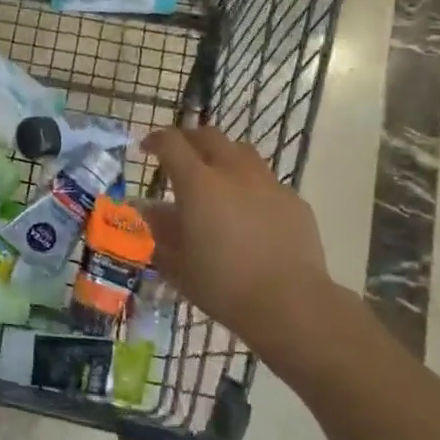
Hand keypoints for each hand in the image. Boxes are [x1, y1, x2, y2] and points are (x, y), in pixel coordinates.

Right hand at [141, 127, 350, 377]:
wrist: (290, 304)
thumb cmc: (223, 285)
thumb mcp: (176, 262)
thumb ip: (158, 231)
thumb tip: (145, 212)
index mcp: (198, 183)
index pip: (171, 143)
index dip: (155, 140)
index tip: (146, 149)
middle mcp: (233, 172)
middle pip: (208, 136)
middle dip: (189, 140)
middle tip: (180, 157)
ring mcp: (268, 183)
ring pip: (241, 151)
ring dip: (222, 156)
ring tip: (216, 177)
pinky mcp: (293, 200)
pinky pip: (266, 180)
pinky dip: (250, 185)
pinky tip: (249, 211)